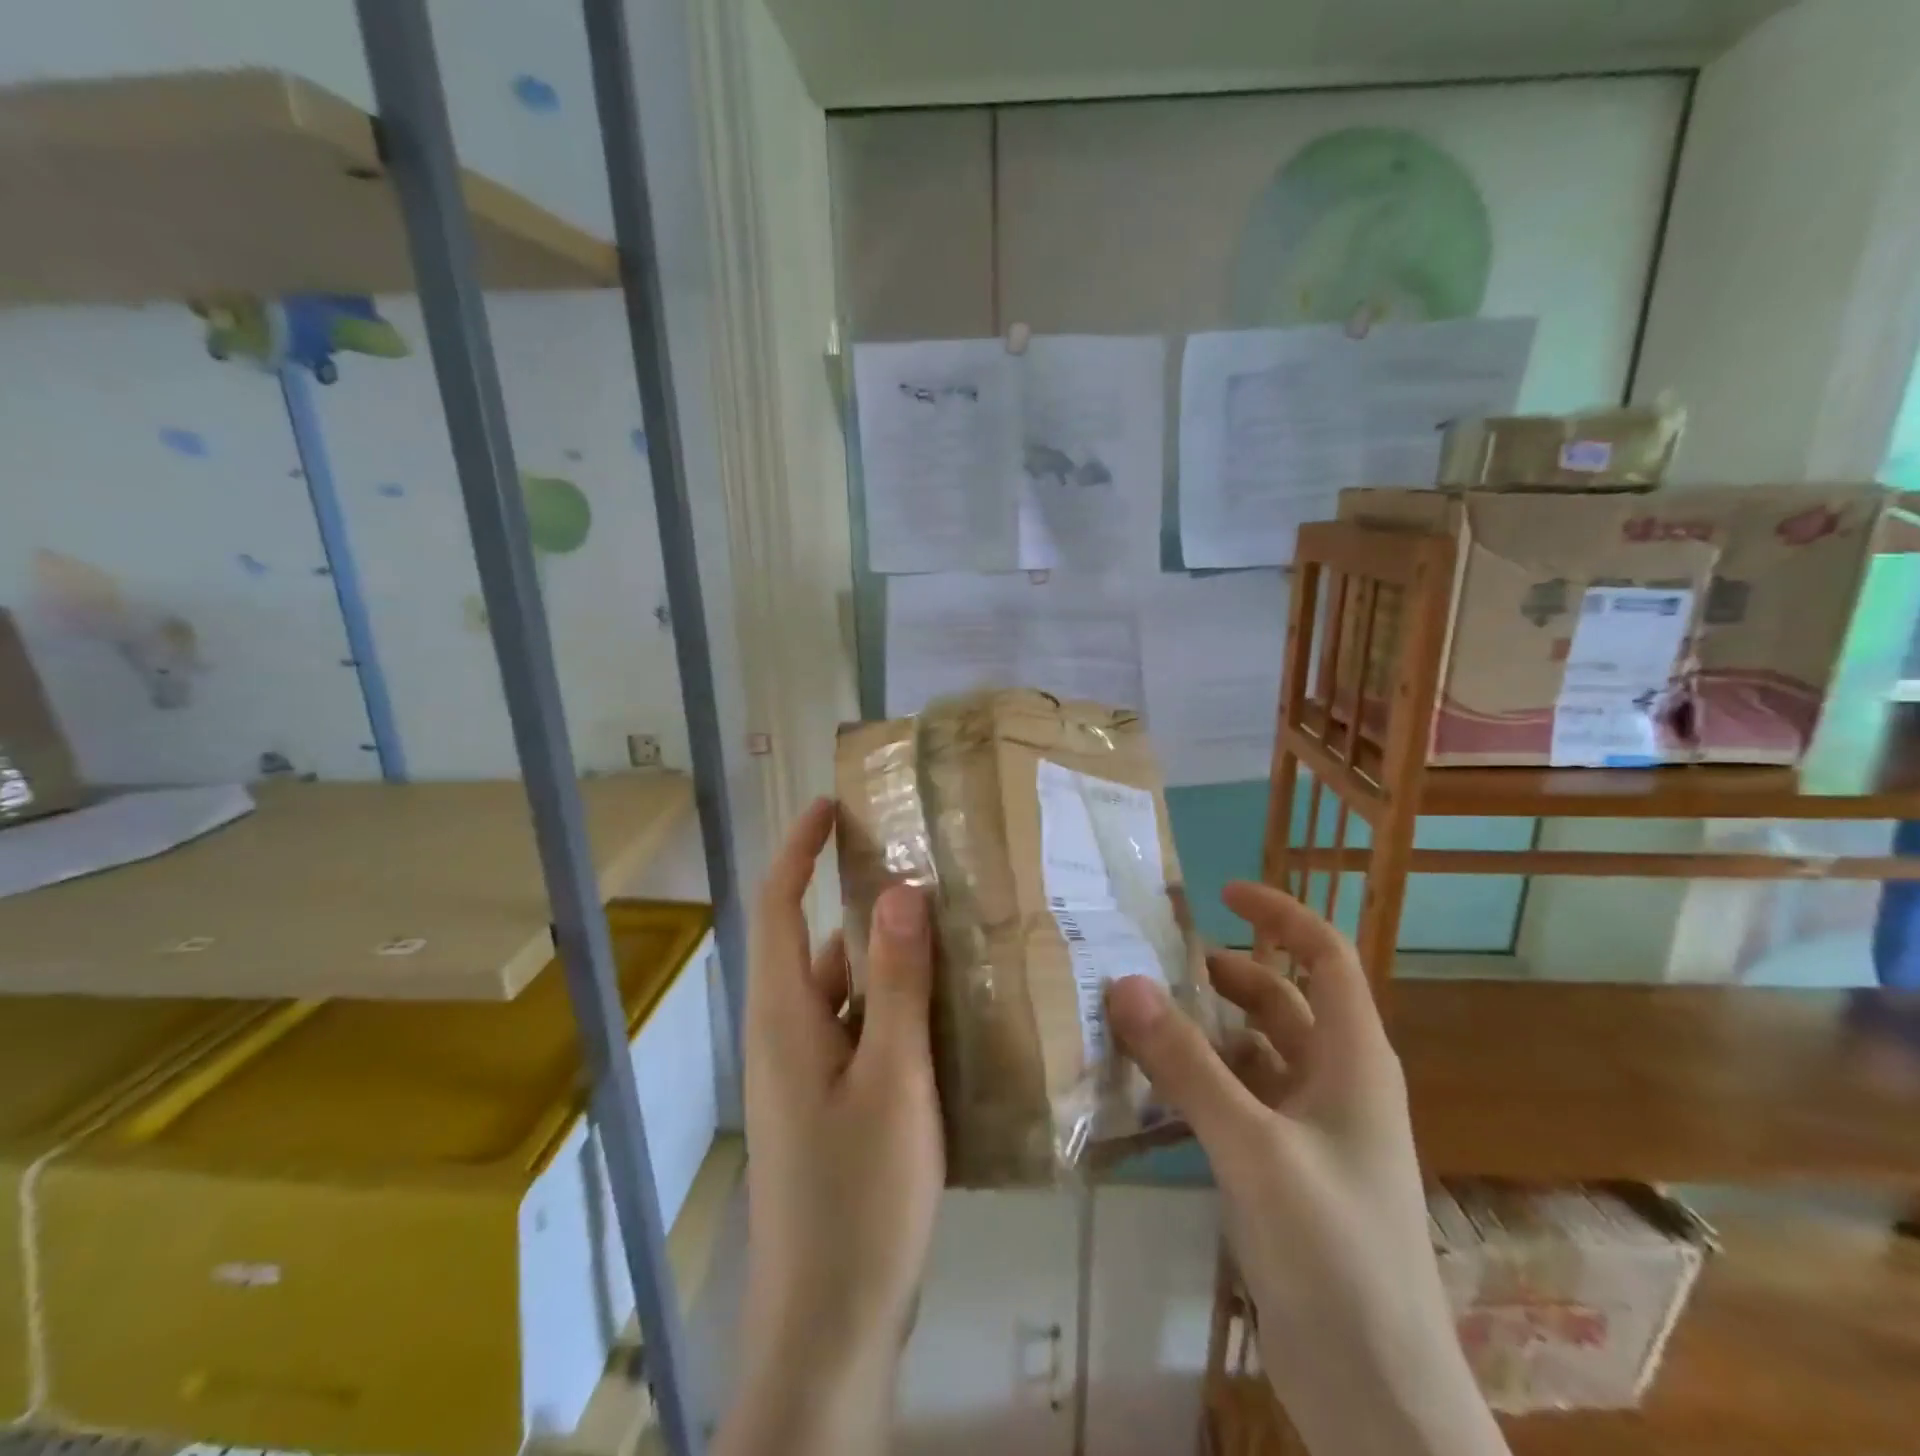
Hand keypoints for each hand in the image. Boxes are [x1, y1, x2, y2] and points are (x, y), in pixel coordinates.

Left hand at [718, 797, 942, 1455]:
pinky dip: (899, 1008)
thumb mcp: (891, 1080)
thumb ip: (896, 983)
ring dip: (890, 959)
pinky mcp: (833, 1105)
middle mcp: (788, 1033)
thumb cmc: (858, 1199)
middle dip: (865, 900)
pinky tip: (954, 1012)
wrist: (828, 1332)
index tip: (832, 804)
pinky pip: (864, 1032)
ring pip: (848, 990)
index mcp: (785, 1015)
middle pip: (820, 944)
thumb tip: (900, 889)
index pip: (780, 905)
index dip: (799, 848)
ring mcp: (809, 1074)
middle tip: (931, 868)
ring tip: (958, 931)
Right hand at [1107, 882, 1507, 1455]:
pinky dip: (1201, 1081)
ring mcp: (1314, 1132)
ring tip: (1141, 1016)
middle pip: (1282, 1001)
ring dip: (1206, 1029)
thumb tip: (1124, 982)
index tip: (1221, 892)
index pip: (1325, 956)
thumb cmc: (1335, 1254)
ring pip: (1256, 1053)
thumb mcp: (1253, 1147)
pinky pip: (1240, 1101)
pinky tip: (1152, 1087)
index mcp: (1354, 1060)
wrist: (1380, 1399)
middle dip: (1227, 973)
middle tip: (1158, 959)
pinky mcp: (1287, 1172)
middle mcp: (1338, 1084)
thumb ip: (1186, 1065)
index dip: (1280, 915)